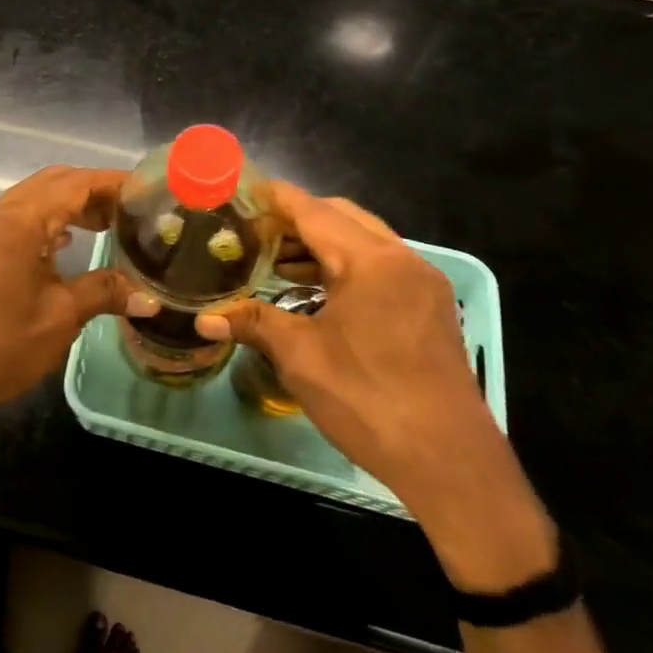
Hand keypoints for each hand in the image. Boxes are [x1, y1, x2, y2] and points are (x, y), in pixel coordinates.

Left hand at [0, 166, 151, 427]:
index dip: (115, 183)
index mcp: (24, 219)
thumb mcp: (61, 317)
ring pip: (38, 195)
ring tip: (109, 225)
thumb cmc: (0, 343)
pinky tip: (69, 242)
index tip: (150, 194)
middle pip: (57, 181)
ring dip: (73, 202)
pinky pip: (23, 214)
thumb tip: (150, 296)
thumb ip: (105, 292)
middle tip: (133, 211)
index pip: (78, 183)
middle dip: (96, 189)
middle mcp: (4, 211)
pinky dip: (51, 217)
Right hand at [199, 183, 555, 589]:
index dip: (276, 199)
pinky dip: (344, 267)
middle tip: (254, 231)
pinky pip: (380, 268)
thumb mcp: (301, 357)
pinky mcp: (429, 309)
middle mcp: (403, 260)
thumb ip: (252, 323)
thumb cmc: (368, 399)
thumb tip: (202, 319)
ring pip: (363, 243)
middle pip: (343, 218)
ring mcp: (422, 285)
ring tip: (276, 262)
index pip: (315, 211)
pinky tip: (314, 292)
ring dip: (321, 245)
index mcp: (372, 261)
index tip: (242, 190)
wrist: (450, 463)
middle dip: (297, 219)